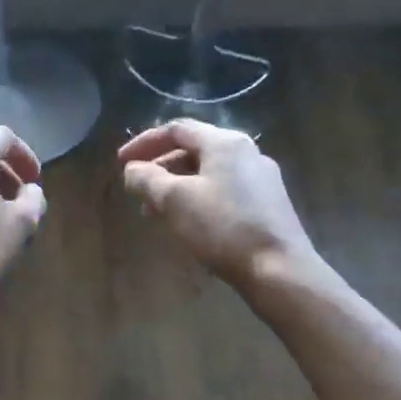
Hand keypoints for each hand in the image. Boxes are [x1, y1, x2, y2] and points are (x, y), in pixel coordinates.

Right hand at [118, 121, 335, 298]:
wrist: (279, 270)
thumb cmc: (223, 228)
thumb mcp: (174, 200)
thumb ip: (147, 179)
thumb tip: (132, 170)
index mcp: (225, 143)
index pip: (176, 129)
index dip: (144, 143)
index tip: (121, 163)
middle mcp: (247, 153)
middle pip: (194, 150)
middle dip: (160, 168)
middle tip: (137, 191)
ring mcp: (261, 179)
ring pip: (208, 173)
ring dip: (177, 187)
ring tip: (156, 212)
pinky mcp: (268, 205)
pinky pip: (223, 191)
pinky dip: (198, 199)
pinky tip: (188, 223)